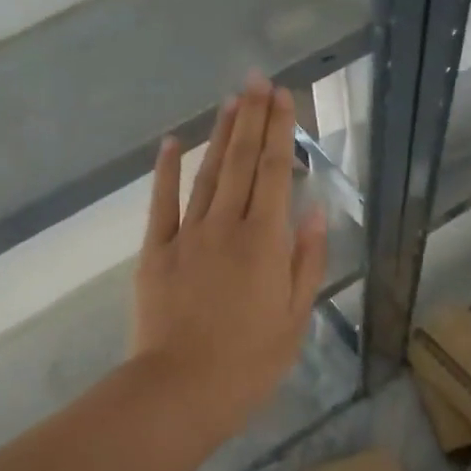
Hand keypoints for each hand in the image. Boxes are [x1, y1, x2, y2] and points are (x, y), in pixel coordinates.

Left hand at [132, 76, 328, 423]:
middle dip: (252, 118)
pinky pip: (161, 202)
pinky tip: (172, 142)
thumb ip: (306, 261)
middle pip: (243, 163)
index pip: (276, 173)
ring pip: (207, 174)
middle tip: (258, 81)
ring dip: (220, 135)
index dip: (280, 131)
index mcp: (266, 242)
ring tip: (231, 100)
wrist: (181, 390)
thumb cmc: (249, 363)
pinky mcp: (155, 252)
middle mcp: (227, 226)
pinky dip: (166, 170)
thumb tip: (315, 212)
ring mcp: (187, 235)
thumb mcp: (295, 318)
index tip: (283, 96)